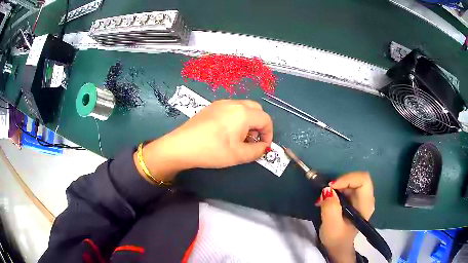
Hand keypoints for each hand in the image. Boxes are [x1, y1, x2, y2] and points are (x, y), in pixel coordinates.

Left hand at [134, 100, 272, 182]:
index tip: (263, 146)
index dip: (269, 133)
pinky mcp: (211, 106)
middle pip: (256, 110)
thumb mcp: (238, 155)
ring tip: (239, 137)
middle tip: (252, 140)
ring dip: (248, 121)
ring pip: (244, 107)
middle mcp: (234, 103)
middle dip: (259, 124)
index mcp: (243, 113)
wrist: (182, 145)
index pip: (266, 119)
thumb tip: (264, 146)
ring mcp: (221, 103)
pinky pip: (231, 108)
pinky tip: (226, 131)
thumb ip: (257, 151)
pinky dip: (237, 117)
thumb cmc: (212, 151)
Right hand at [315, 172, 374, 262]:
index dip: (347, 178)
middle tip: (325, 193)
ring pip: (351, 181)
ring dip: (336, 187)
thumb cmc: (336, 239)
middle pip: (357, 178)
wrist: (338, 247)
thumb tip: (327, 190)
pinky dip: (336, 190)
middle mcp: (367, 199)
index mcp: (366, 205)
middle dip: (340, 182)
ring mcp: (362, 199)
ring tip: (323, 198)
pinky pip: (348, 187)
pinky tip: (327, 200)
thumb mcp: (331, 225)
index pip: (363, 180)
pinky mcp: (355, 200)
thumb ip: (330, 207)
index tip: (331, 187)